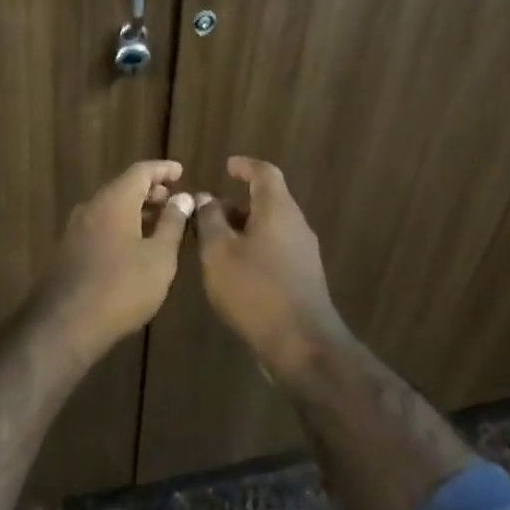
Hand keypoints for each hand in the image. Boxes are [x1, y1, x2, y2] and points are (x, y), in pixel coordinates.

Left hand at [31, 160, 193, 361]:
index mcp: (114, 200)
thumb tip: (182, 198)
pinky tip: (135, 246)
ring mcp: (76, 228)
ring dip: (136, 210)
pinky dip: (122, 225)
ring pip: (111, 207)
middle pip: (123, 187)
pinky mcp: (70, 249)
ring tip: (160, 225)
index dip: (163, 169)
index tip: (181, 172)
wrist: (66, 323)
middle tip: (173, 201)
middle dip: (150, 191)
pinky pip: (101, 225)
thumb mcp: (159, 256)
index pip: (141, 171)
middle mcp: (92, 207)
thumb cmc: (123, 286)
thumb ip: (172, 223)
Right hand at [194, 157, 347, 379]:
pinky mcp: (303, 279)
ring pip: (270, 229)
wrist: (301, 343)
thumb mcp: (219, 252)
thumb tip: (207, 198)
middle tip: (206, 215)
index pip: (265, 173)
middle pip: (267, 203)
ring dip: (242, 230)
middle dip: (235, 205)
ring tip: (212, 245)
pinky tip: (232, 272)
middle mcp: (296, 226)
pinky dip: (252, 250)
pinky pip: (275, 251)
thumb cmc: (254, 289)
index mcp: (278, 210)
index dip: (245, 166)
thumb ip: (210, 220)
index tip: (227, 166)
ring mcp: (303, 254)